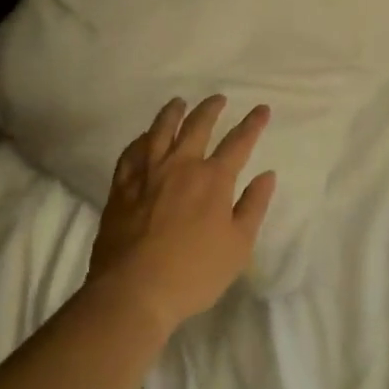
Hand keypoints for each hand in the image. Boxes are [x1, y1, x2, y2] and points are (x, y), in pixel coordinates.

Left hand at [89, 96, 276, 336]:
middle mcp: (180, 166)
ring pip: (160, 131)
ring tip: (179, 102)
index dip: (252, 124)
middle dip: (210, 109)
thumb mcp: (238, 246)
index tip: (261, 109)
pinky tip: (143, 137)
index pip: (238, 142)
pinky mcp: (122, 187)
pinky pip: (131, 153)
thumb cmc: (193, 273)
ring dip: (172, 113)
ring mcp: (147, 174)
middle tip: (218, 98)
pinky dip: (140, 140)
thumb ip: (253, 206)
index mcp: (213, 180)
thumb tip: (267, 175)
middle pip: (197, 126)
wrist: (133, 291)